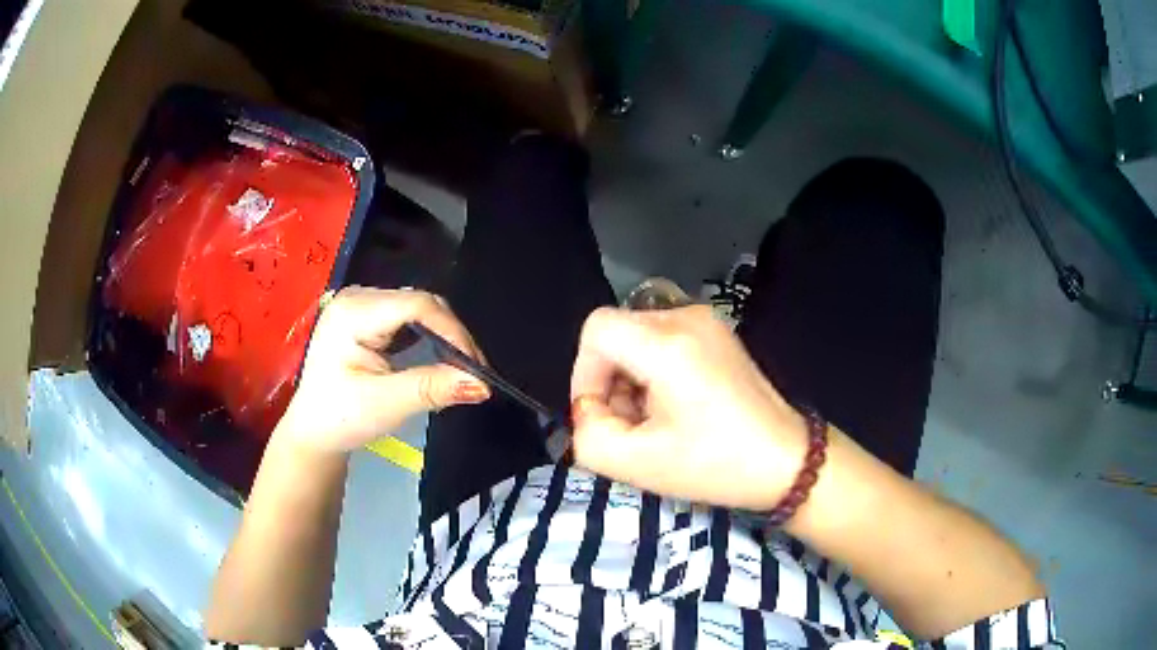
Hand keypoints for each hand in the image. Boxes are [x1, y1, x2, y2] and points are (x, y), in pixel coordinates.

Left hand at [274, 287, 489, 454]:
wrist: (312, 430)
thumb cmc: (340, 418)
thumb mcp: (386, 404)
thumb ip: (432, 389)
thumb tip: (481, 384)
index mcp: (353, 313)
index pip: (417, 305)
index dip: (453, 331)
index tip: (476, 366)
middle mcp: (356, 298)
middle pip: (419, 302)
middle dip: (451, 334)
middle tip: (473, 371)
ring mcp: (360, 304)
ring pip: (417, 308)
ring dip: (443, 335)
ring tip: (460, 366)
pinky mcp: (365, 316)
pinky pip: (407, 317)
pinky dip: (428, 336)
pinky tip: (439, 357)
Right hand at [570, 305, 806, 510]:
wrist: (786, 460)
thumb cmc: (715, 465)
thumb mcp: (637, 465)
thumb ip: (588, 435)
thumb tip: (590, 410)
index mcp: (667, 344)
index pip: (596, 330)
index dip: (585, 374)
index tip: (603, 415)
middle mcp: (686, 317)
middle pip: (616, 333)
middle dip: (609, 381)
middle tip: (631, 426)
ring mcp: (706, 321)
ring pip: (638, 336)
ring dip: (631, 378)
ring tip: (655, 421)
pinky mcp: (718, 332)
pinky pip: (664, 339)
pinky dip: (654, 370)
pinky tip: (675, 406)